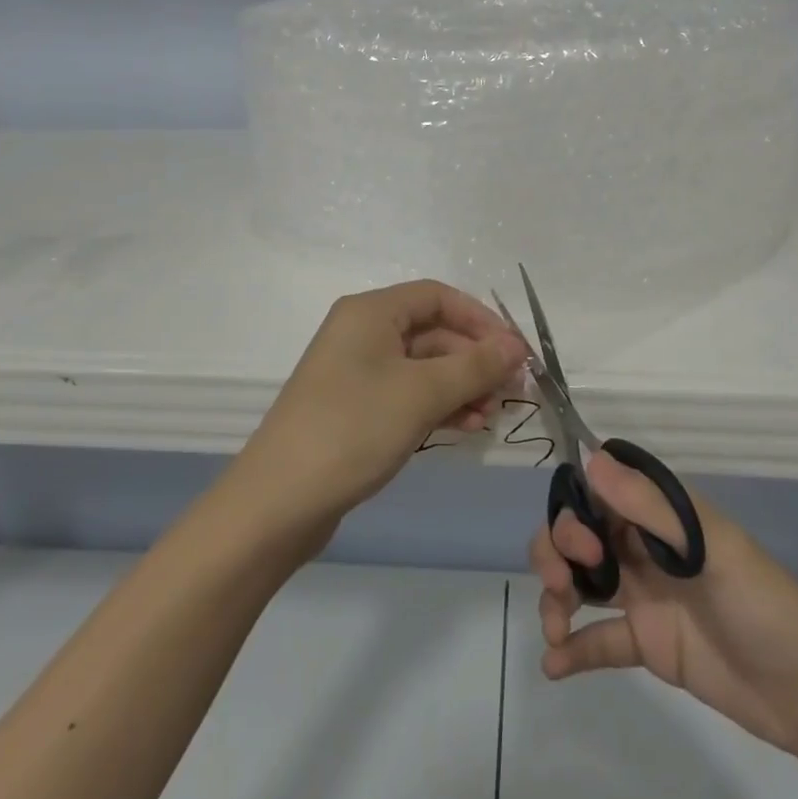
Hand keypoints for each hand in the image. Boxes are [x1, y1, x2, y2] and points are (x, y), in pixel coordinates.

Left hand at [238, 280, 528, 538]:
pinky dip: (438, 406)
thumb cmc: (354, 428)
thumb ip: (475, 366)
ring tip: (491, 416)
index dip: (480, 319)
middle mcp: (362, 333)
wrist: (279, 501)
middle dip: (474, 359)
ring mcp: (357, 373)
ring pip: (423, 367)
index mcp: (371, 312)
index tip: (515, 351)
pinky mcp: (356, 409)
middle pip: (432, 332)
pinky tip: (466, 428)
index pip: (437, 297)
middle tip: (511, 390)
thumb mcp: (422, 393)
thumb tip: (518, 346)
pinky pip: (408, 395)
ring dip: (461, 386)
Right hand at [531, 451, 797, 763]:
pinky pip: (599, 638)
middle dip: (557, 552)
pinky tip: (554, 665)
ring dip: (557, 596)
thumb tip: (591, 457)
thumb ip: (648, 505)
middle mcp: (644, 546)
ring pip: (581, 581)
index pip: (598, 493)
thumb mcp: (708, 546)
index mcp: (661, 513)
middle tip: (561, 586)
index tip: (580, 543)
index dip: (574, 511)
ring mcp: (644, 595)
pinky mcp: (648, 643)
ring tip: (555, 627)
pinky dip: (573, 648)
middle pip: (580, 535)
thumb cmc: (762, 601)